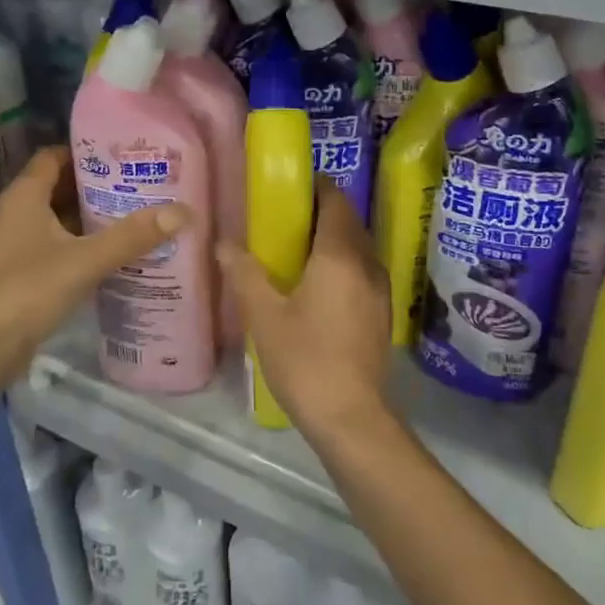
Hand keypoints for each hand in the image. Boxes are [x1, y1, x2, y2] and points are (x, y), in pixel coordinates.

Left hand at [0, 147, 187, 381]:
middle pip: (62, 187)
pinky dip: (87, 244)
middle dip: (100, 185)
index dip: (88, 152)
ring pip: (63, 218)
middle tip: (144, 183)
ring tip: (140, 213)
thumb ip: (132, 236)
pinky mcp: (26, 272)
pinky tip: (119, 252)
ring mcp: (20, 244)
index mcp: (26, 196)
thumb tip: (183, 211)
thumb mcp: (85, 259)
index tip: (127, 154)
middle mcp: (20, 213)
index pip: (56, 156)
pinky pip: (62, 246)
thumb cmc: (27, 290)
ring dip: (95, 216)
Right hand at [216, 178, 394, 442]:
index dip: (316, 187)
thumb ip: (244, 273)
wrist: (350, 416)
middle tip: (284, 218)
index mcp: (340, 255)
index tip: (290, 188)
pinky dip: (342, 264)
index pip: (335, 201)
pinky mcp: (382, 313)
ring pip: (358, 248)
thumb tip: (222, 244)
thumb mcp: (264, 315)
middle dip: (320, 213)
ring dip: (332, 239)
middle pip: (348, 222)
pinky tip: (317, 285)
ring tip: (296, 249)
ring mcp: (380, 290)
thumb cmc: (305, 359)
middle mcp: (367, 264)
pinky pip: (362, 271)